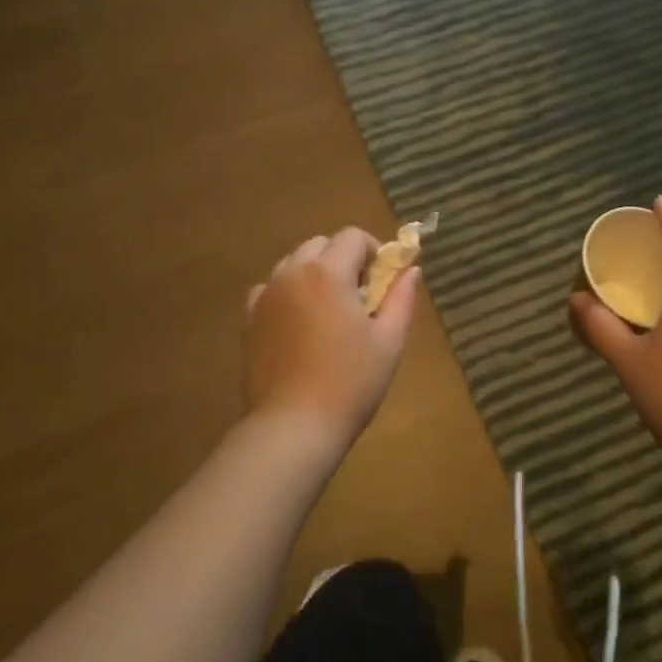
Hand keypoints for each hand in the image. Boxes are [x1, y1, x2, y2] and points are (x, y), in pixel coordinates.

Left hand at [245, 227, 419, 448]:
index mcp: (327, 273)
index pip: (352, 236)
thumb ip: (401, 298)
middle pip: (320, 245)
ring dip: (315, 274)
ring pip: (293, 264)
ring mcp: (266, 296)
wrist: (293, 426)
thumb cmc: (350, 382)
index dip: (373, 251)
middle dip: (343, 259)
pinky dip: (288, 294)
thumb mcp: (389, 340)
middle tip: (360, 297)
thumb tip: (411, 270)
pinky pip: (271, 290)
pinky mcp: (249, 320)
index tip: (383, 281)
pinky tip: (300, 325)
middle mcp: (292, 274)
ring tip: (329, 311)